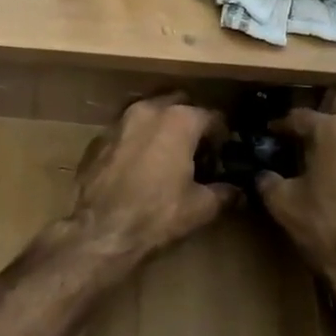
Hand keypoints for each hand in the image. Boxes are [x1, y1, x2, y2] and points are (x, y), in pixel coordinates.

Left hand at [60, 94, 240, 268]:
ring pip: (149, 114)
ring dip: (162, 127)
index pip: (213, 117)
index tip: (224, 154)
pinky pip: (126, 131)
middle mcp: (149, 110)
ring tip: (168, 156)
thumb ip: (224, 193)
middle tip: (197, 150)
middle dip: (191, 122)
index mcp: (179, 120)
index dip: (222, 136)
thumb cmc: (156, 215)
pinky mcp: (98, 139)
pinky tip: (139, 167)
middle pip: (179, 104)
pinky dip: (138, 141)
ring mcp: (119, 122)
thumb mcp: (200, 208)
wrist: (99, 232)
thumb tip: (237, 192)